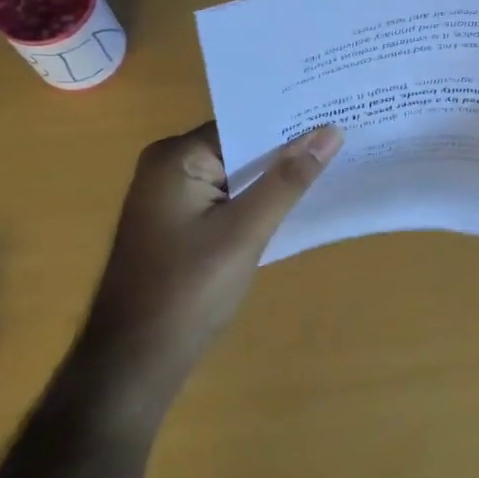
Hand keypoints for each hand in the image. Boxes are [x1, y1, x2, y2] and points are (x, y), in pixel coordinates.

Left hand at [82, 122, 342, 392]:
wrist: (134, 362)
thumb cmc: (188, 291)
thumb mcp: (245, 232)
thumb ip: (287, 180)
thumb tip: (330, 132)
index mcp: (176, 157)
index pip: (243, 124)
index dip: (290, 123)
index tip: (336, 114)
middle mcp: (168, 167)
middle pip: (239, 146)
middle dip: (286, 148)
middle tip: (344, 135)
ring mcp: (171, 197)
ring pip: (234, 174)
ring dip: (274, 176)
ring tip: (333, 162)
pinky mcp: (178, 223)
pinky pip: (225, 197)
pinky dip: (256, 199)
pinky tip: (295, 201)